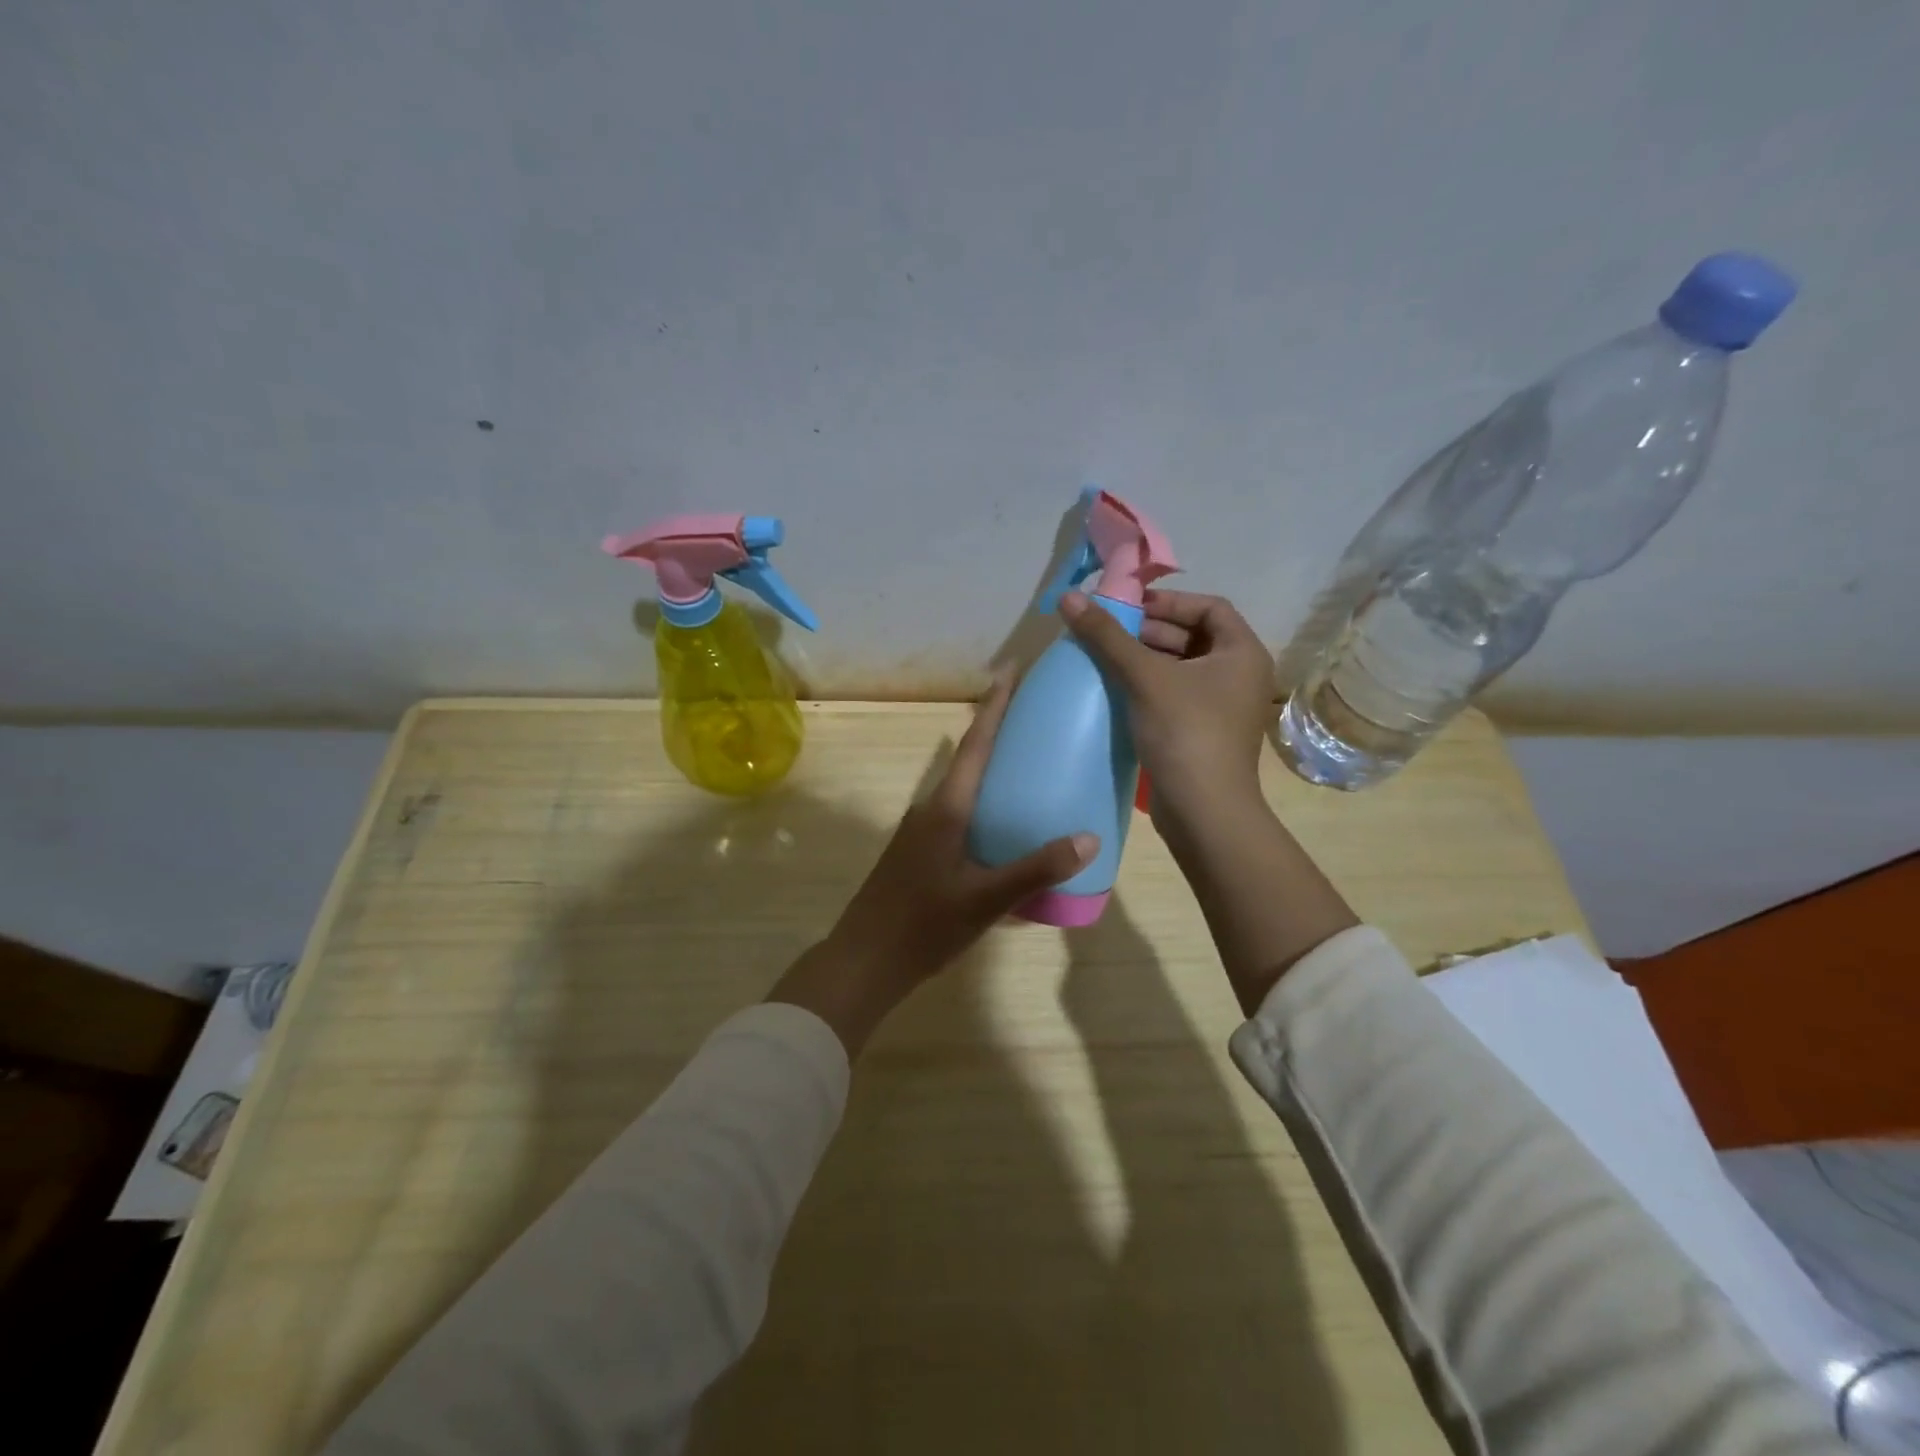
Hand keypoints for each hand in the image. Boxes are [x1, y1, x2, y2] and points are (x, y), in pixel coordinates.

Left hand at [766, 676, 1097, 1056]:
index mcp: (946, 808)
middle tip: (1040, 718)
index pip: (975, 744)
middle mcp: (932, 809)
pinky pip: (960, 815)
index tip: (1012, 669)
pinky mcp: (920, 853)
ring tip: (1033, 769)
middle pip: (970, 759)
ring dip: (993, 771)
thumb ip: (1036, 869)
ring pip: (964, 789)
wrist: (863, 962)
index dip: (995, 705)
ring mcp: (922, 832)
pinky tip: (1008, 828)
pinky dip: (986, 806)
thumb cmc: (922, 925)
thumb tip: (1089, 837)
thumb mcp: (985, 900)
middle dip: (1000, 732)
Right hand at [1059, 588, 1273, 826]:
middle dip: (1149, 631)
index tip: (1127, 607)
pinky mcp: (1202, 732)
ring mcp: (1222, 706)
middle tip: (1106, 631)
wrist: (1204, 812)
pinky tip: (1115, 690)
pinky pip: (1174, 695)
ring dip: (1144, 659)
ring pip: (1180, 668)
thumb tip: (1069, 596)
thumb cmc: (1185, 733)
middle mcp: (1238, 674)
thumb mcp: (1145, 677)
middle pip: (1193, 636)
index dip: (1168, 601)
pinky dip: (1148, 686)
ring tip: (1103, 657)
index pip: (1209, 607)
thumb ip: (1107, 636)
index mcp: (1242, 652)